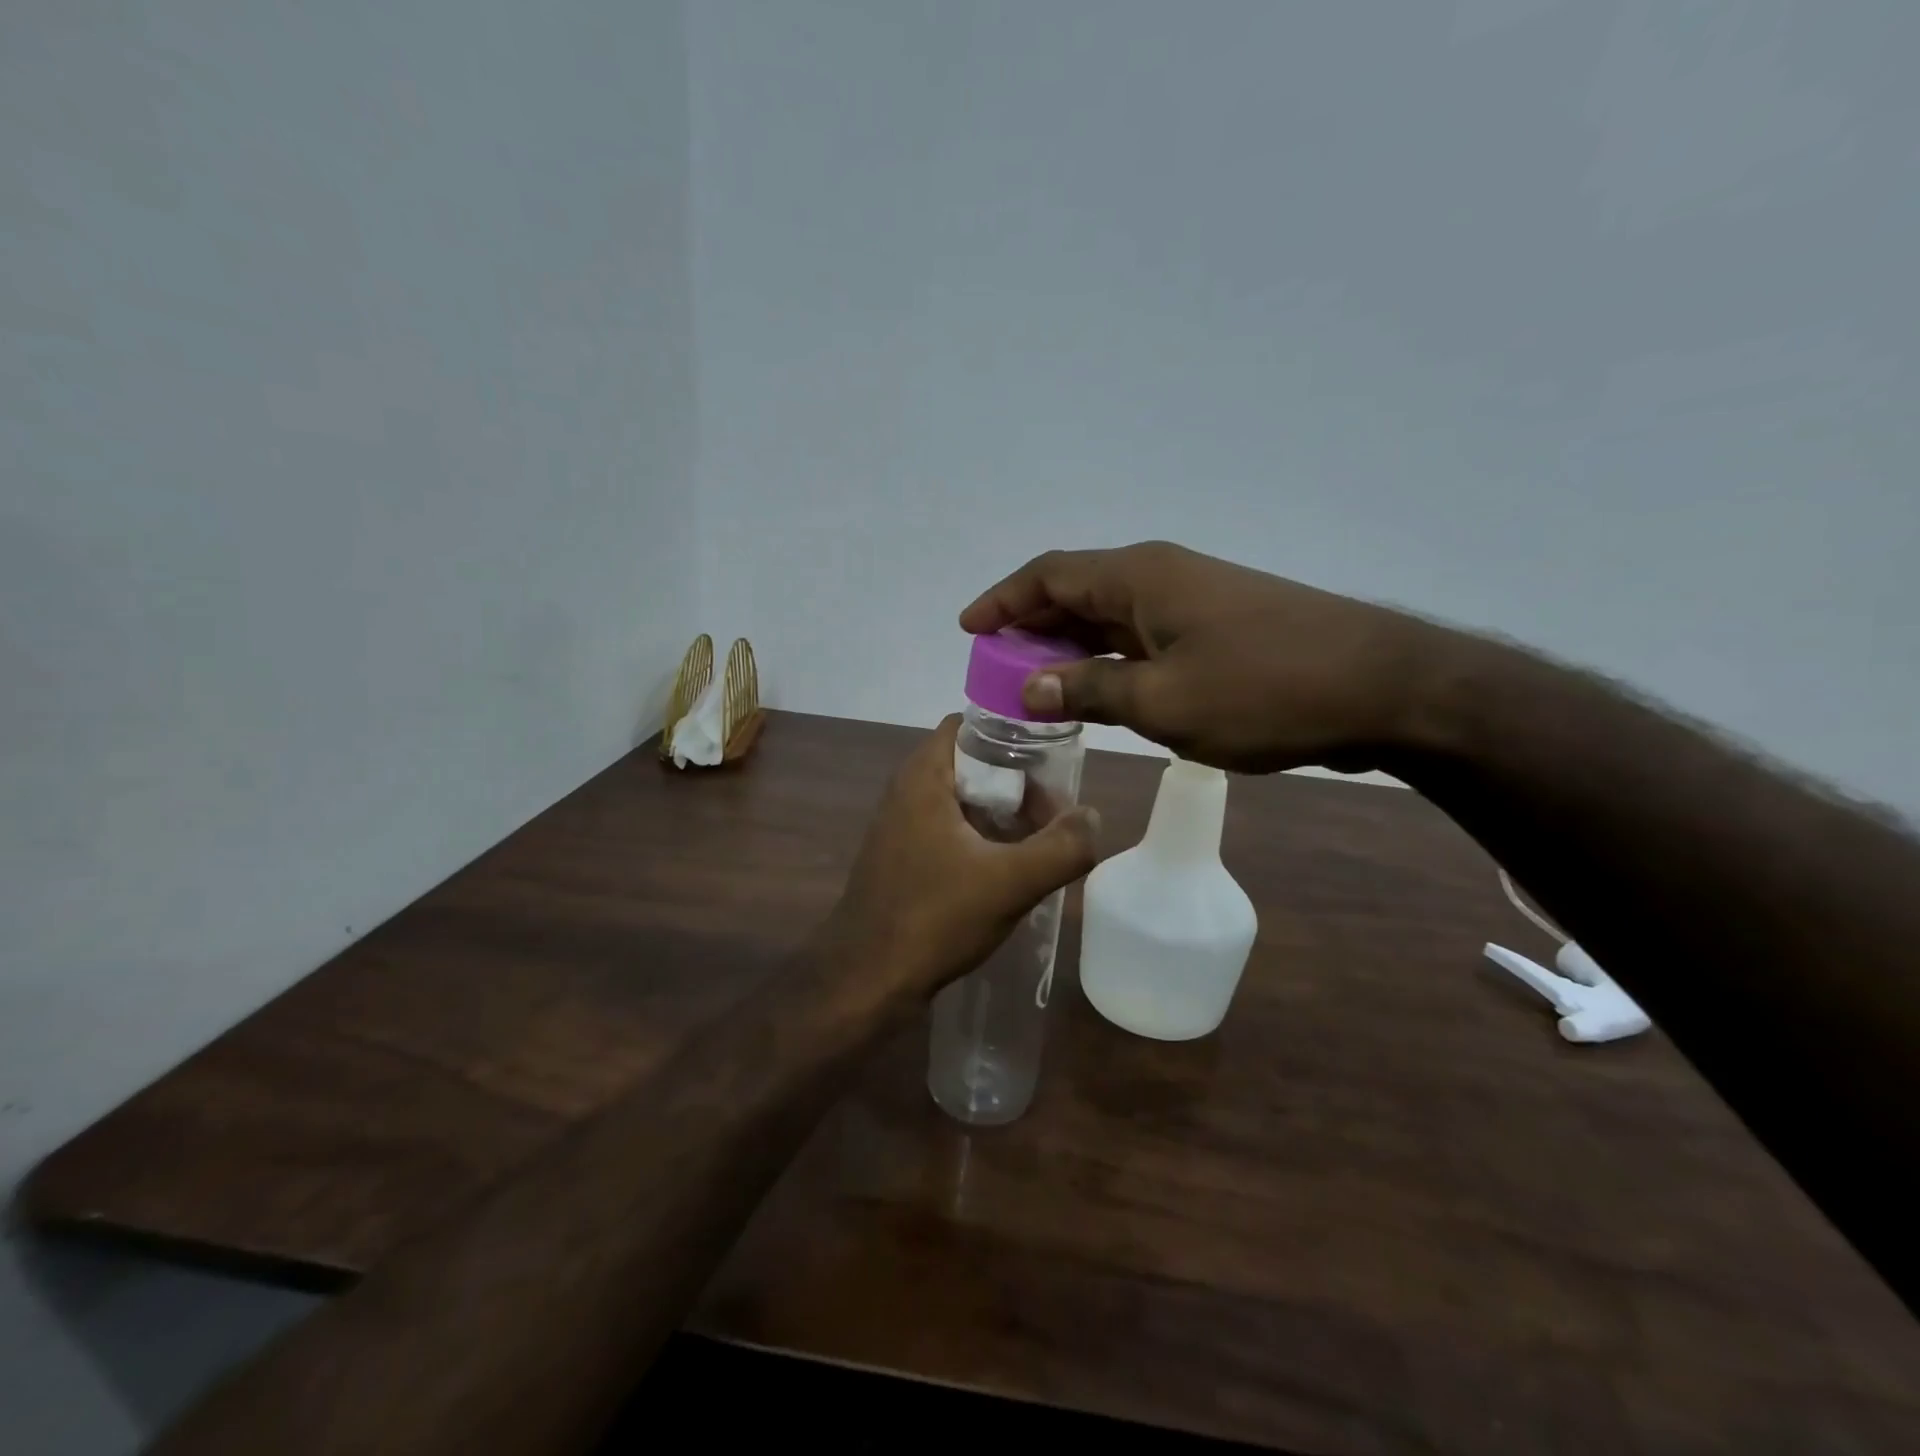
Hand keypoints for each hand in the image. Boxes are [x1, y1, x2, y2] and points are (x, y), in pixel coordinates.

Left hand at [826, 715, 1099, 998]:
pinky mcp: (904, 859)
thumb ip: (1061, 847)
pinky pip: (951, 831)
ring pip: (963, 801)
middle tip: (1055, 809)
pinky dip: (982, 838)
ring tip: (1043, 840)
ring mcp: (902, 827)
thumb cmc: (934, 918)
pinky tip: (1010, 868)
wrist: (866, 980)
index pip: (970, 724)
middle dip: (1017, 781)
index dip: (1012, 732)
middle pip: (972, 763)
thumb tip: (1091, 817)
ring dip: (1003, 813)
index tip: (1051, 756)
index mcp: (924, 777)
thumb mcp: (1010, 882)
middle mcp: (907, 791)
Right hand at [959, 541, 1451, 774]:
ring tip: (1035, 687)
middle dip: (1031, 629)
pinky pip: (1142, 638)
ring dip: (1070, 648)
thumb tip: (1031, 688)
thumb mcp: (1163, 701)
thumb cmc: (1264, 690)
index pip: (1049, 575)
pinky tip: (1099, 693)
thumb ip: (1090, 690)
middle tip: (996, 670)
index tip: (969, 629)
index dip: (1003, 601)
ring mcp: (1193, 601)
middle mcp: (1161, 576)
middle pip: (1076, 592)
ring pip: (1110, 618)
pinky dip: (1110, 661)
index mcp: (1140, 577)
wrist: (1384, 688)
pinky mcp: (1218, 629)